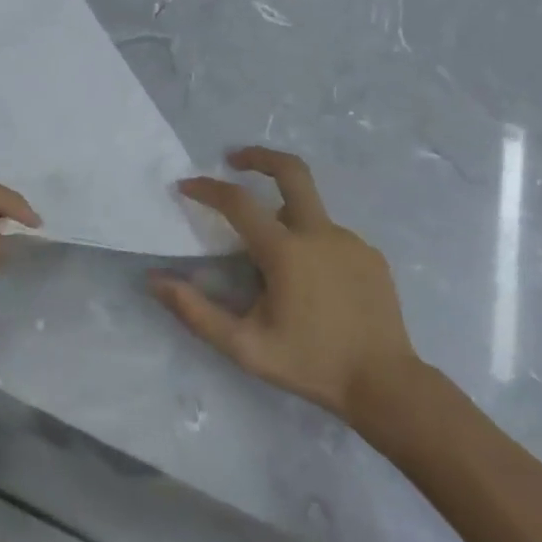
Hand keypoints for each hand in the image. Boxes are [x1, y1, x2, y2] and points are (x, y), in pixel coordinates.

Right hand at [154, 148, 422, 441]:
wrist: (387, 385)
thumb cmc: (310, 364)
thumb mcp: (244, 346)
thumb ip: (195, 311)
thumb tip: (154, 281)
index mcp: (286, 251)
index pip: (238, 202)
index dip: (207, 189)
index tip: (185, 185)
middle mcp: (320, 233)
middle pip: (291, 171)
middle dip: (259, 156)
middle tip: (234, 158)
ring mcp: (351, 241)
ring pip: (308, 214)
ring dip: (283, 219)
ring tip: (271, 264)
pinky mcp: (371, 256)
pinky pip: (330, 237)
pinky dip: (310, 244)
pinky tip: (309, 283)